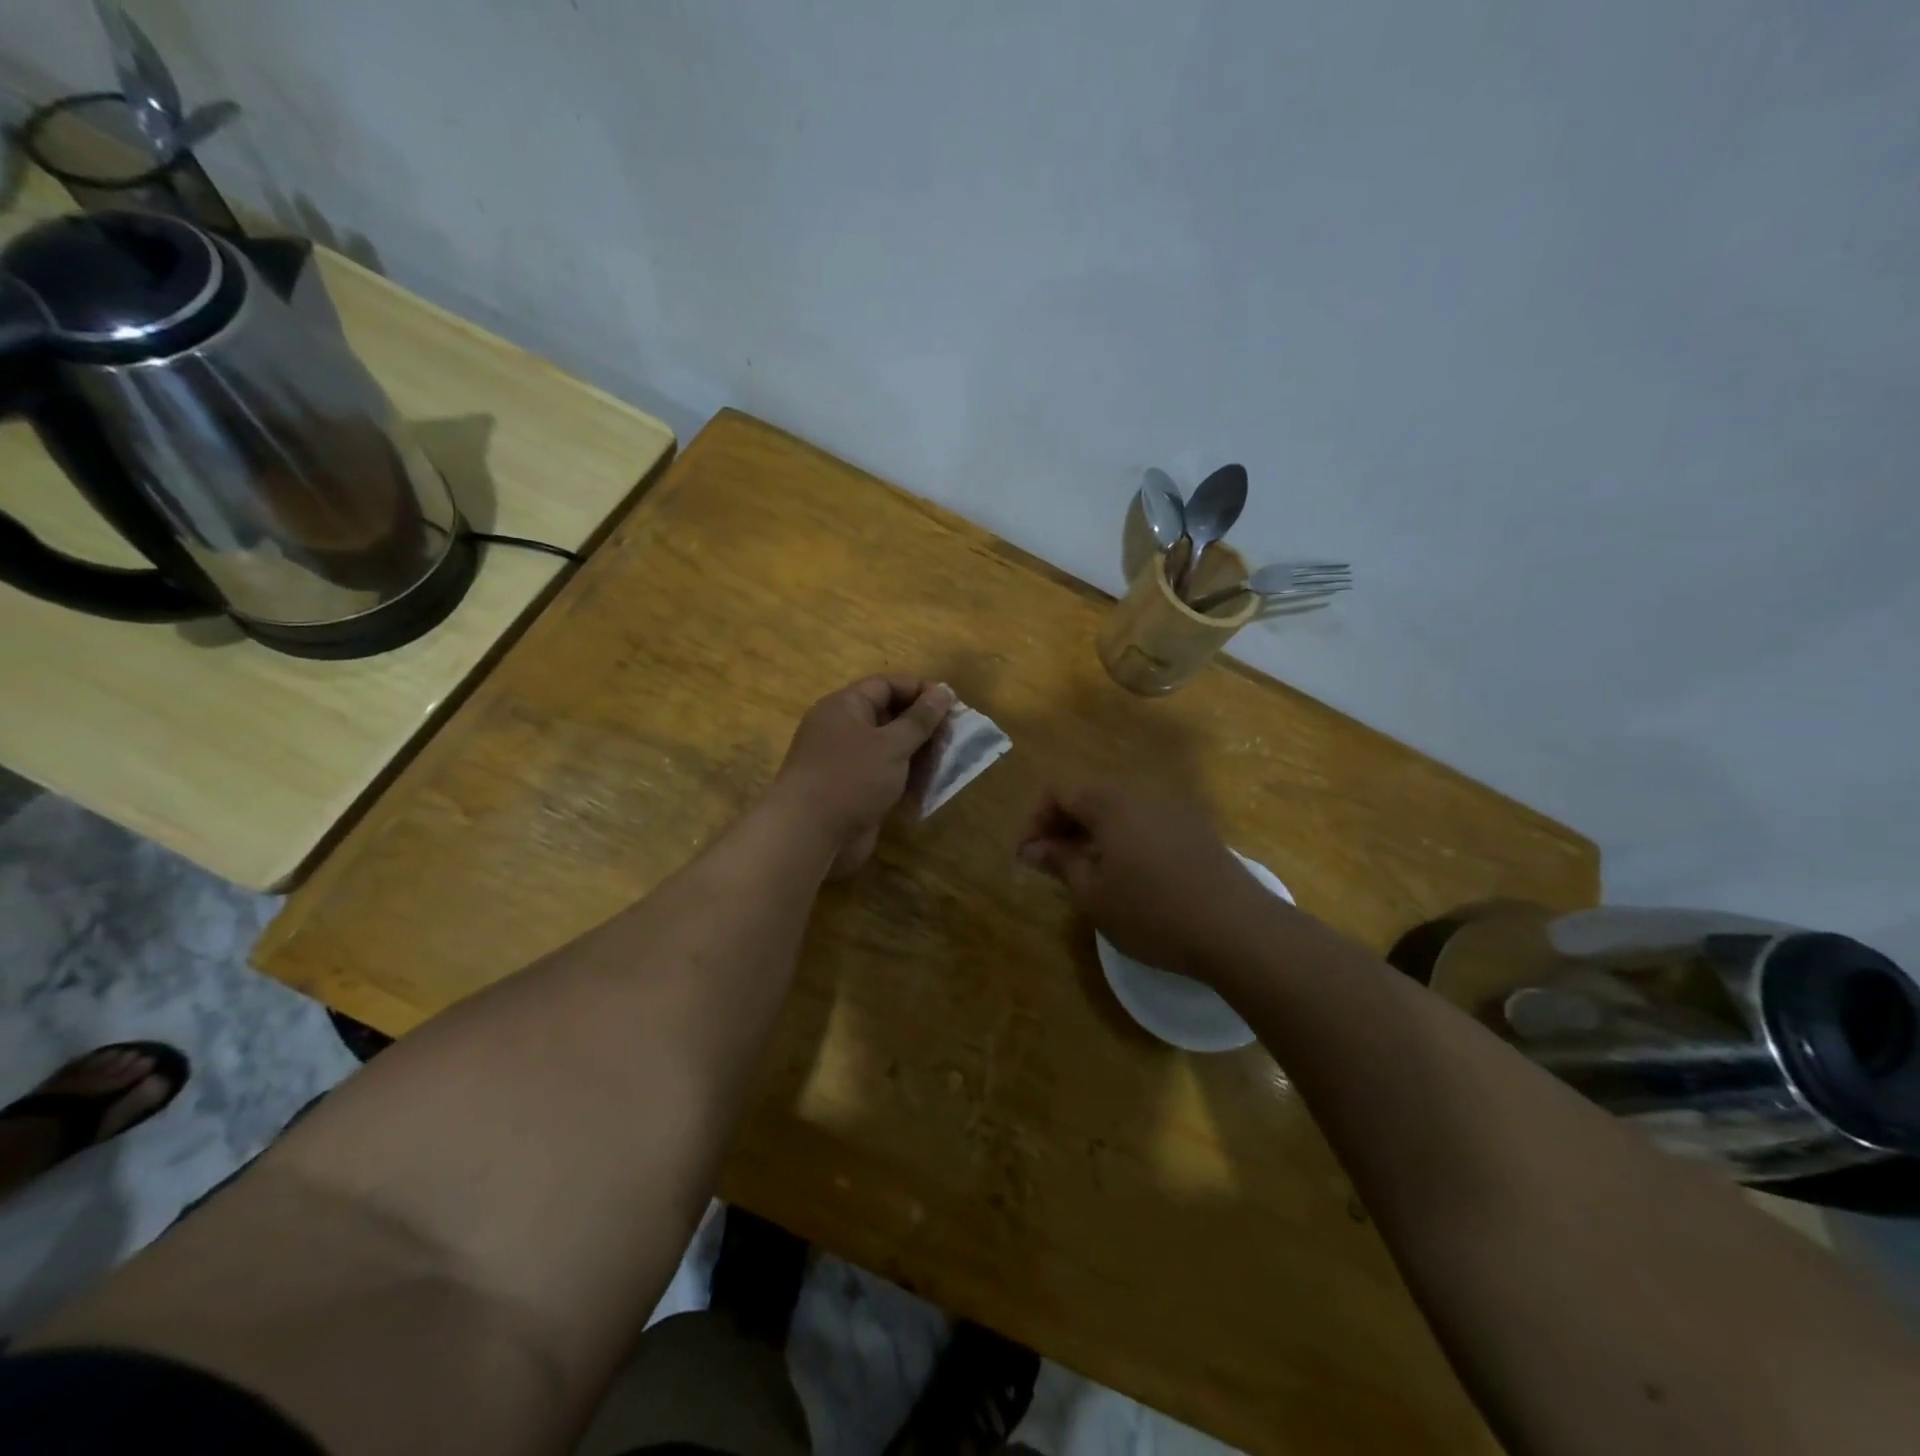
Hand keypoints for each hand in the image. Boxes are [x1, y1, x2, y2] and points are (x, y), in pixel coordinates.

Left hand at [769, 676, 954, 877]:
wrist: (809, 834)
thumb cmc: (851, 778)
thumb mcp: (892, 744)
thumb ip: (920, 719)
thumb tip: (943, 691)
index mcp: (845, 707)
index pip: (886, 685)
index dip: (919, 690)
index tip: (951, 703)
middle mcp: (842, 729)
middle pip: (888, 716)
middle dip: (922, 726)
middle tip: (954, 736)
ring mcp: (846, 762)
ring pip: (888, 750)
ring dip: (918, 755)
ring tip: (948, 762)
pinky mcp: (851, 791)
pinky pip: (883, 776)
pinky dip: (906, 780)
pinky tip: (930, 788)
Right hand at [1018, 781, 1270, 981]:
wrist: (1237, 929)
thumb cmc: (1152, 911)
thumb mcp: (1093, 893)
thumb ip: (1059, 862)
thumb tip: (1033, 848)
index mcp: (1110, 800)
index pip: (1056, 791)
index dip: (1034, 821)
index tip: (1028, 858)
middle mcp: (1141, 791)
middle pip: (1088, 795)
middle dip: (1062, 826)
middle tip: (1052, 866)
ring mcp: (1173, 807)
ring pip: (1117, 809)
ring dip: (1092, 833)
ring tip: (1087, 873)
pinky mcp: (1195, 827)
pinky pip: (1145, 821)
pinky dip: (1123, 839)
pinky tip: (1128, 875)